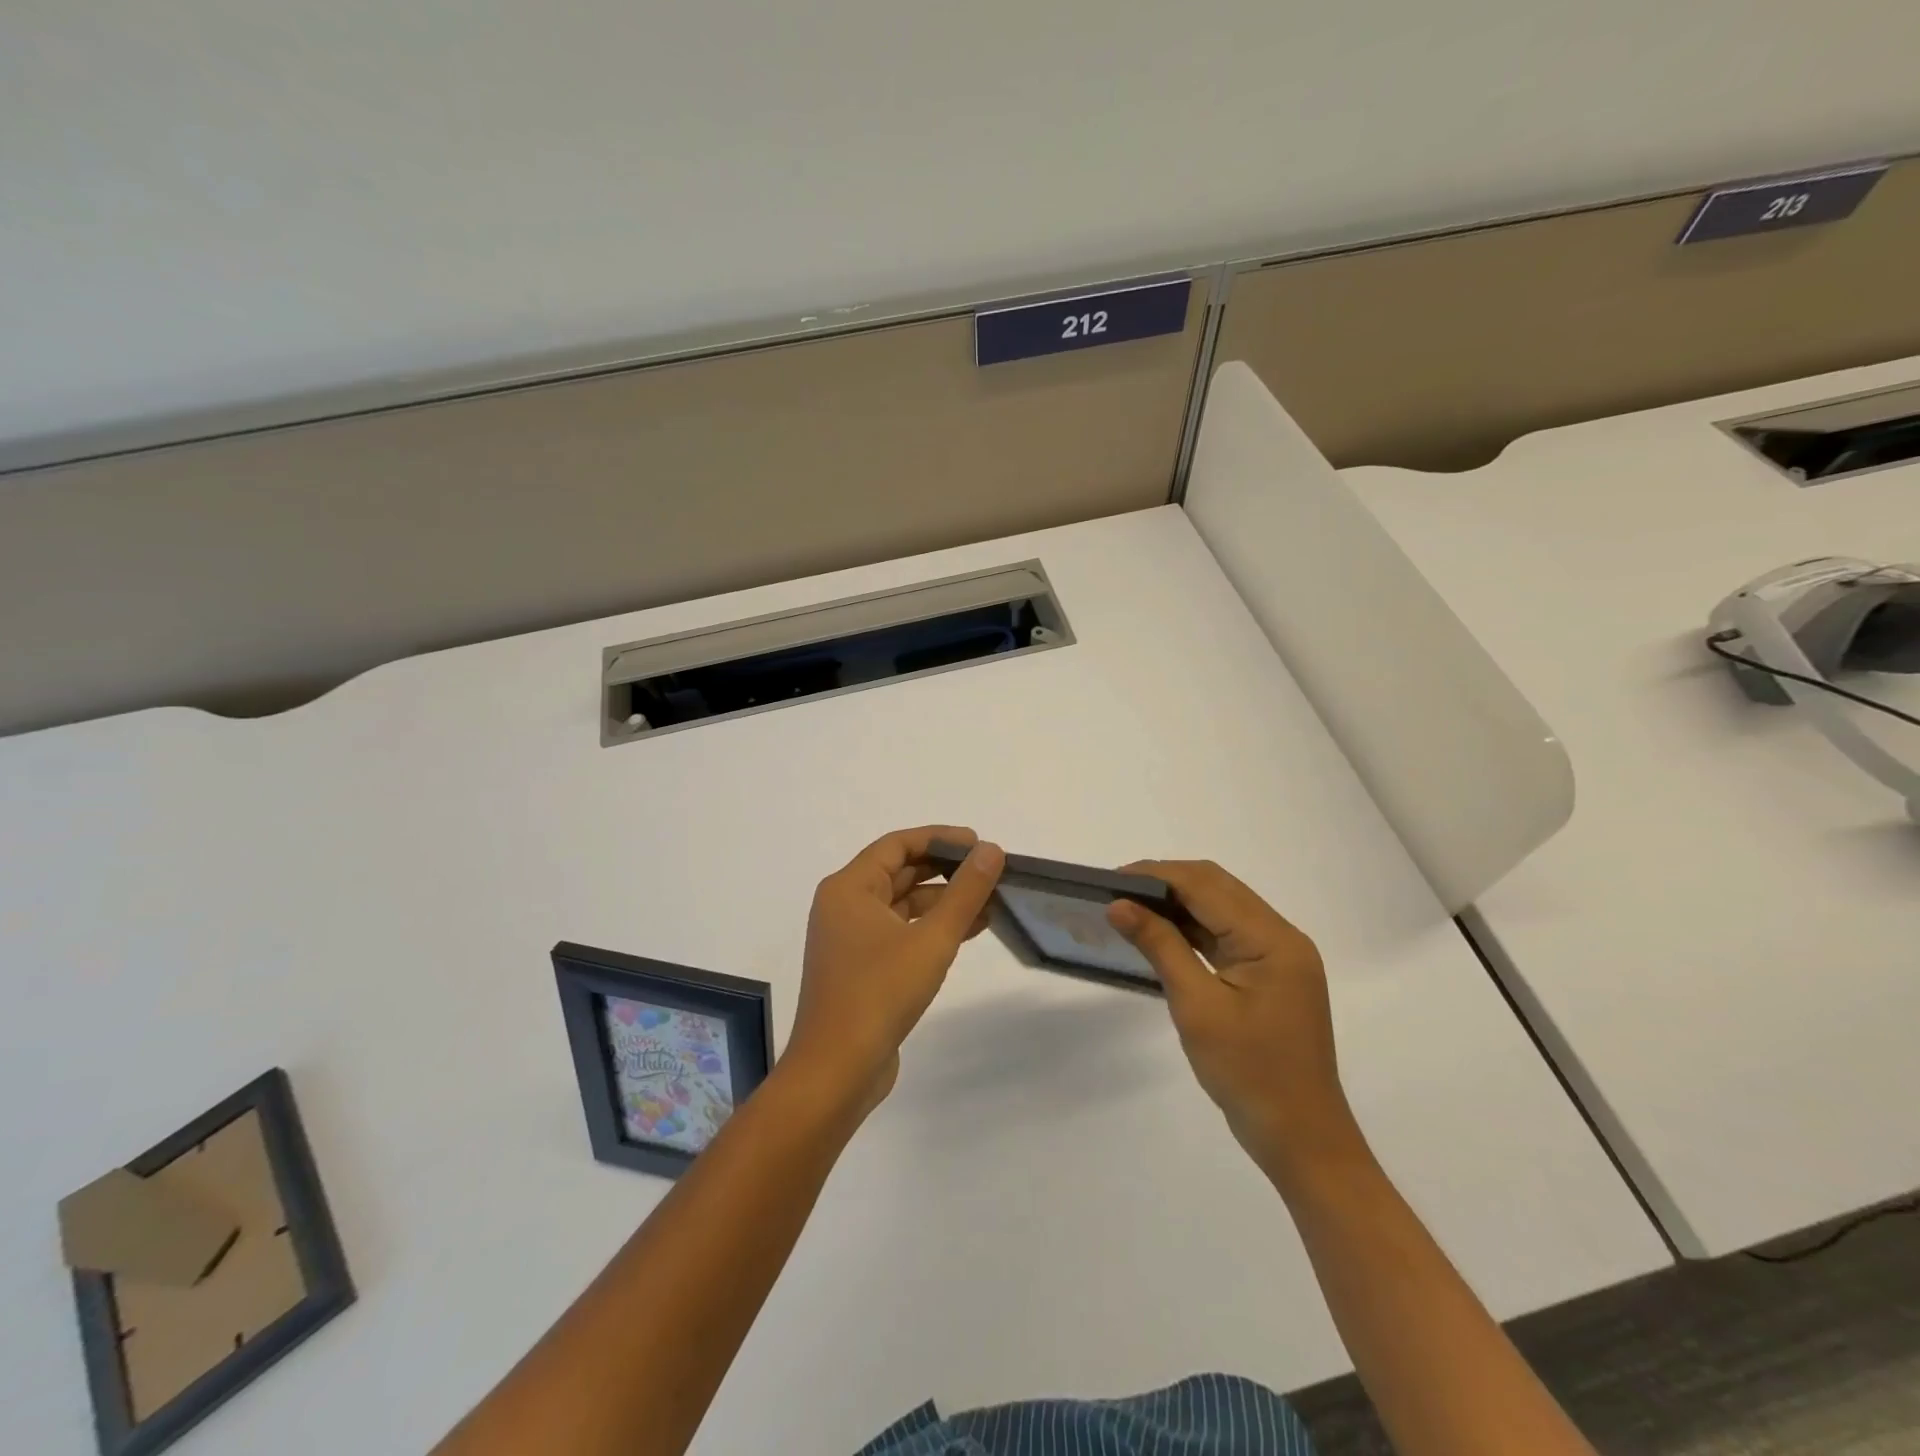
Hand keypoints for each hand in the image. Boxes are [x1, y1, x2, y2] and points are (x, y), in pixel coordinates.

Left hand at [788, 826, 1003, 1115]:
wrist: (837, 1071)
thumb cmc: (879, 994)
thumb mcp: (931, 939)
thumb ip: (965, 893)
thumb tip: (991, 851)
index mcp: (849, 888)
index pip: (897, 845)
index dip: (939, 838)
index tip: (978, 842)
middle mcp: (844, 906)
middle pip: (899, 872)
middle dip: (945, 870)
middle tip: (989, 870)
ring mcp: (851, 939)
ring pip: (902, 905)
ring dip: (943, 902)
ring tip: (990, 902)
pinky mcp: (861, 968)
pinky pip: (900, 932)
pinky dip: (931, 928)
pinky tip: (968, 931)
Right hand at [1107, 861, 1359, 1183]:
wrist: (1301, 1139)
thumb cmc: (1248, 1074)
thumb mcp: (1197, 1007)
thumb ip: (1160, 946)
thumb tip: (1119, 904)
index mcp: (1272, 939)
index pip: (1207, 886)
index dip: (1157, 875)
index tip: (1112, 879)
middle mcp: (1282, 937)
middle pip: (1218, 888)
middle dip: (1166, 882)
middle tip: (1117, 891)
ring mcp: (1279, 956)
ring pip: (1222, 908)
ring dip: (1179, 903)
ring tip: (1131, 907)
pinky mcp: (1271, 974)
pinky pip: (1227, 935)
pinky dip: (1193, 928)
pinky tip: (1162, 933)